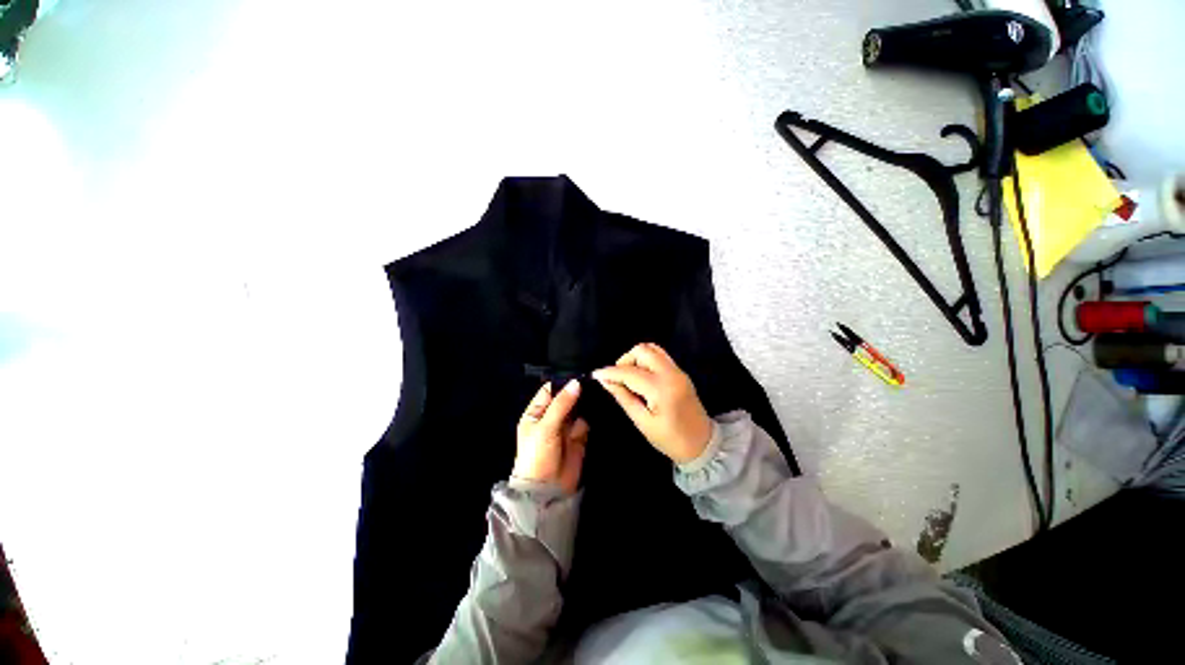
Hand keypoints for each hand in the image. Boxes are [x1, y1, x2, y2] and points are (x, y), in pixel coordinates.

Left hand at [513, 380, 589, 494]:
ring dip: (586, 402)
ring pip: (578, 408)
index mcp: (537, 412)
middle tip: (594, 379)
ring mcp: (566, 426)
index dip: (563, 382)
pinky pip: (586, 421)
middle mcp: (552, 416)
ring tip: (600, 390)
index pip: (550, 390)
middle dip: (578, 391)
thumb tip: (576, 383)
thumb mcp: (545, 427)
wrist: (547, 490)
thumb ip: (561, 404)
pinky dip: (592, 415)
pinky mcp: (579, 436)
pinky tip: (601, 406)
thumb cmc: (538, 455)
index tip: (580, 373)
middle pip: (566, 397)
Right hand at [593, 343, 712, 464]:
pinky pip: (660, 355)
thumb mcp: (642, 422)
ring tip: (629, 377)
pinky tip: (641, 376)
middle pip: (642, 350)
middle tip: (618, 379)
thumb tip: (605, 381)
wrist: (702, 444)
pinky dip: (646, 360)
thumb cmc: (670, 439)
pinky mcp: (680, 372)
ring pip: (651, 348)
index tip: (596, 375)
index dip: (610, 372)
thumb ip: (623, 397)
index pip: (630, 372)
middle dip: (625, 360)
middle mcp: (671, 373)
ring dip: (636, 358)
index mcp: (661, 389)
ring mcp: (678, 370)